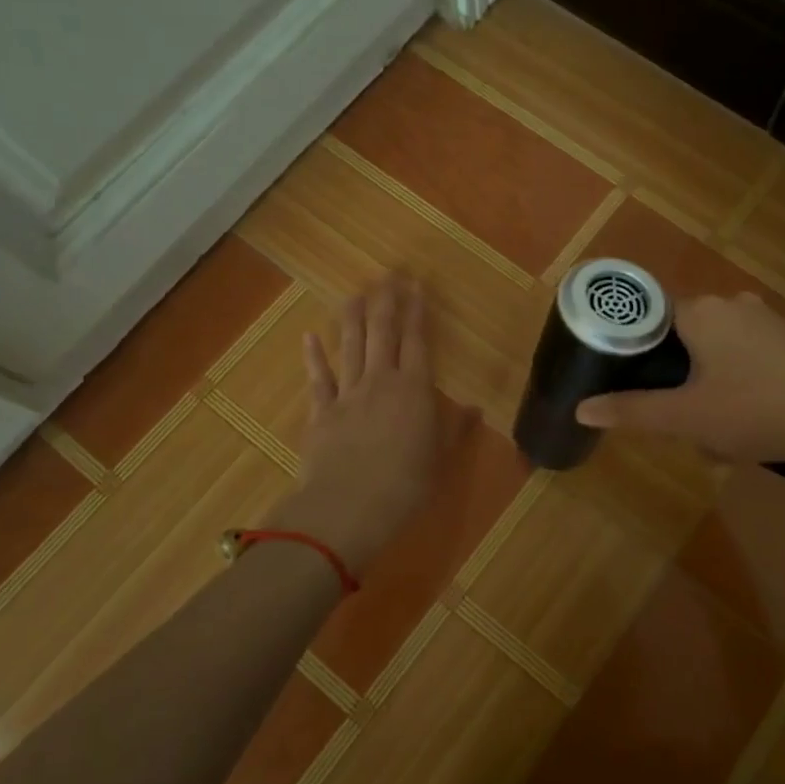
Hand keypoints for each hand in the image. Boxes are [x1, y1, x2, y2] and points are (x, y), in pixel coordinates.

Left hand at [278, 275, 440, 575]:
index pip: (418, 342)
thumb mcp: (439, 460)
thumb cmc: (404, 486)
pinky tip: (310, 336)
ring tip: (355, 293)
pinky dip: (314, 356)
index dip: (417, 312)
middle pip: (383, 333)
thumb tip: (474, 408)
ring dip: (353, 318)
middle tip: (388, 275)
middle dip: (387, 302)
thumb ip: (455, 430)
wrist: (347, 508)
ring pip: (351, 347)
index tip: (416, 286)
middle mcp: (381, 382)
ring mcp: (347, 394)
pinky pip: (318, 378)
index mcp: (415, 390)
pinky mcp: (321, 412)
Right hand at [575, 292, 784, 486]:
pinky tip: (749, 420)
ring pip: (715, 350)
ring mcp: (766, 318)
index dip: (635, 353)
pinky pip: (745, 356)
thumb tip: (580, 409)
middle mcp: (731, 302)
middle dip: (676, 380)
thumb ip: (631, 411)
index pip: (649, 318)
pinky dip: (737, 383)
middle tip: (681, 420)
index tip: (634, 386)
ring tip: (717, 431)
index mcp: (700, 311)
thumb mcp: (686, 418)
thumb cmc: (755, 411)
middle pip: (682, 337)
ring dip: (707, 387)